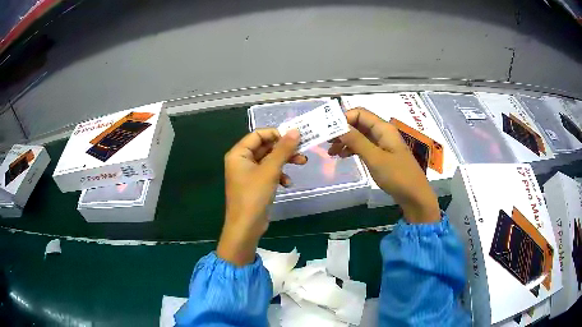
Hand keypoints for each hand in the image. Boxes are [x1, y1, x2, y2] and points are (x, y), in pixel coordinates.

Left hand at [218, 129, 305, 265]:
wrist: (246, 227)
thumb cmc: (254, 196)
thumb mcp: (270, 170)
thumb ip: (283, 149)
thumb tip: (295, 131)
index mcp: (239, 153)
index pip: (258, 134)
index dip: (276, 134)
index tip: (294, 137)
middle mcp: (241, 160)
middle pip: (265, 147)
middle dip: (284, 149)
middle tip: (302, 150)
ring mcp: (248, 173)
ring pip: (269, 160)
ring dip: (284, 161)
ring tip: (301, 163)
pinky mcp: (255, 184)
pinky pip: (269, 173)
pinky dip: (279, 175)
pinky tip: (288, 183)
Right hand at [328, 108, 439, 223]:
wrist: (414, 196)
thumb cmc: (397, 176)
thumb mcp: (375, 158)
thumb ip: (356, 141)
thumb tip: (338, 126)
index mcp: (383, 128)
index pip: (359, 113)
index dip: (343, 119)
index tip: (328, 131)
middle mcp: (382, 132)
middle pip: (359, 123)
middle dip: (342, 130)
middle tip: (327, 142)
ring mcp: (383, 144)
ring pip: (360, 135)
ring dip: (346, 141)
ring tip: (332, 152)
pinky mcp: (382, 155)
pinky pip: (364, 146)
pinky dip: (353, 149)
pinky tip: (344, 156)